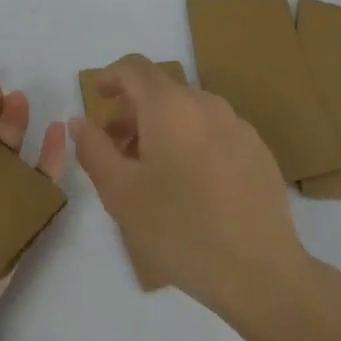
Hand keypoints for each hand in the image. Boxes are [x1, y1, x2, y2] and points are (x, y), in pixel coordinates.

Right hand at [71, 55, 305, 315]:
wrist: (261, 273)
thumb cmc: (180, 229)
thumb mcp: (120, 193)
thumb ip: (93, 149)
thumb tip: (80, 121)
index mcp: (170, 106)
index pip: (134, 68)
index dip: (110, 77)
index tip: (98, 100)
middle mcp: (207, 104)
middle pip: (161, 90)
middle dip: (133, 111)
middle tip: (116, 150)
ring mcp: (238, 127)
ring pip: (189, 112)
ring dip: (162, 128)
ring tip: (152, 172)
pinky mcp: (259, 152)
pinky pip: (214, 132)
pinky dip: (192, 143)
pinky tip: (191, 187)